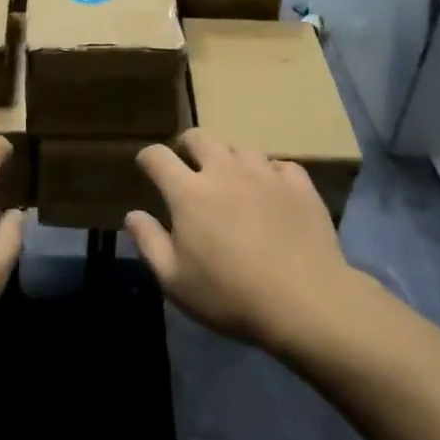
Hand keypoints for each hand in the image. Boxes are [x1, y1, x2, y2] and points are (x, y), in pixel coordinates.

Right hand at [128, 129, 360, 352]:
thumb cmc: (230, 296)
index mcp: (188, 192)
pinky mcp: (299, 184)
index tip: (147, 169)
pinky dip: (270, 174)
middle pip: (199, 137)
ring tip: (232, 180)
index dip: (147, 158)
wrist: (306, 302)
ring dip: (230, 159)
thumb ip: (149, 243)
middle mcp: (224, 170)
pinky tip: (272, 192)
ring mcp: (264, 173)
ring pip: (240, 147)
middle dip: (187, 146)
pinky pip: (280, 165)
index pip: (157, 156)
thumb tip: (133, 214)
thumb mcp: (175, 280)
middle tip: (188, 167)